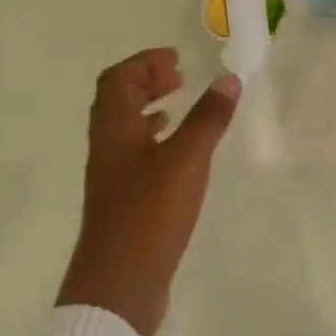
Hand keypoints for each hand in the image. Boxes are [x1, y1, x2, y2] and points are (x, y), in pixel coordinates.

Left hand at [56, 49, 239, 335]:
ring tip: (178, 107)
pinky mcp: (124, 201)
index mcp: (113, 128)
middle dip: (146, 82)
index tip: (176, 58)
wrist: (121, 278)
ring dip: (148, 111)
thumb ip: (208, 119)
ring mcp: (113, 176)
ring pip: (126, 130)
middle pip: (117, 101)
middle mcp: (107, 146)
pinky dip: (154, 143)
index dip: (144, 62)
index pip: (119, 79)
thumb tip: (229, 79)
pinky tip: (177, 157)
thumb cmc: (150, 212)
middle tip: (178, 76)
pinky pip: (135, 156)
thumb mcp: (186, 160)